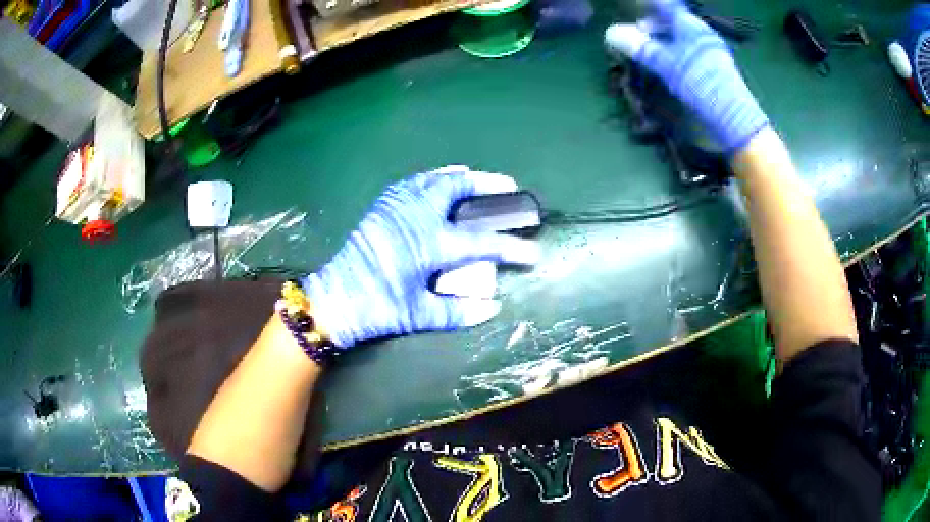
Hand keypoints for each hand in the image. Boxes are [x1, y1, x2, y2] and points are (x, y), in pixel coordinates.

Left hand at [302, 166, 539, 347]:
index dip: (512, 248)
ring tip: (476, 180)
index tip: (533, 252)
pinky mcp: (382, 207)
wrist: (334, 299)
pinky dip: (431, 178)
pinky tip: (437, 182)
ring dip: (460, 177)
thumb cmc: (376, 309)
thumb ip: (458, 311)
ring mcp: (396, 207)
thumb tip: (493, 307)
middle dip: (487, 184)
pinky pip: (412, 183)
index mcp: (429, 244)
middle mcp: (415, 217)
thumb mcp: (418, 316)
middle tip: (508, 186)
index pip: (482, 243)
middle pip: (457, 188)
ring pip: (434, 179)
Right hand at [604, 0, 768, 152]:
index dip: (647, 6)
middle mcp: (702, 34)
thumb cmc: (701, 85)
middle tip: (635, 36)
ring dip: (663, 41)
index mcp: (691, 25)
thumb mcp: (666, 65)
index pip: (665, 6)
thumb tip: (610, 32)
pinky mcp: (714, 69)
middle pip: (672, 20)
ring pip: (681, 37)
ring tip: (648, 52)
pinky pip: (689, 52)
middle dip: (652, 25)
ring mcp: (710, 51)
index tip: (630, 10)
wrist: (734, 120)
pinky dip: (674, 53)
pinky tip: (667, 66)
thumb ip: (640, 47)